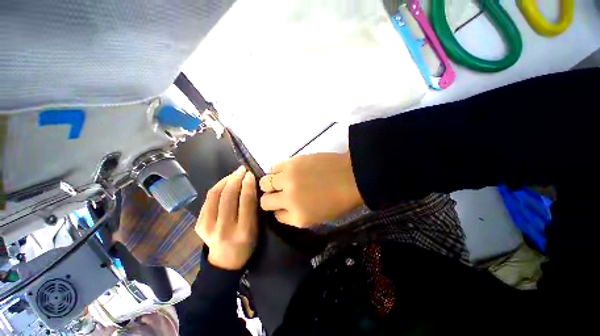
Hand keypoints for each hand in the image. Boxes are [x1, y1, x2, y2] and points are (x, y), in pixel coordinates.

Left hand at [195, 167, 257, 269]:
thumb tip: (250, 184)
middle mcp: (225, 228)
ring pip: (215, 195)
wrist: (225, 261)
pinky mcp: (198, 225)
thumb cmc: (247, 243)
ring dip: (225, 180)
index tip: (250, 174)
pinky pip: (208, 200)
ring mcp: (208, 227)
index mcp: (244, 231)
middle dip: (236, 178)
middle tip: (242, 169)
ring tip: (234, 174)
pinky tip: (225, 183)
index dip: (248, 184)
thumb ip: (253, 206)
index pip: (246, 201)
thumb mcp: (256, 227)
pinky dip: (217, 187)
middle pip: (228, 196)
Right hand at [259, 153, 362, 226]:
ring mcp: (288, 179)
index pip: (276, 216)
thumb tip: (283, 208)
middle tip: (278, 193)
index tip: (283, 205)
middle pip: (265, 201)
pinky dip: (276, 171)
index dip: (279, 210)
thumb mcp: (318, 218)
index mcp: (298, 217)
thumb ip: (296, 216)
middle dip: (270, 199)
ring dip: (270, 184)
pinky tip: (285, 171)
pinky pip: (273, 167)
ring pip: (265, 182)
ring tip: (280, 181)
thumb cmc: (340, 201)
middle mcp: (289, 199)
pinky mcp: (291, 163)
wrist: (352, 177)